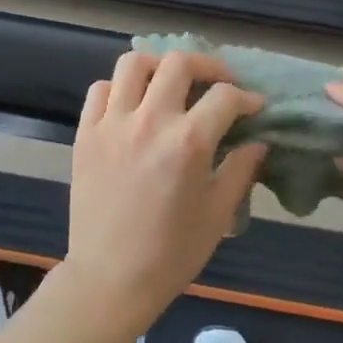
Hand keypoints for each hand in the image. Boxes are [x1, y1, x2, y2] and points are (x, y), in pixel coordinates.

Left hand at [63, 50, 268, 330]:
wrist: (110, 278)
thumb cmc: (171, 253)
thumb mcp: (218, 214)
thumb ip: (240, 170)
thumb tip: (257, 142)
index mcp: (188, 142)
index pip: (225, 97)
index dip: (247, 97)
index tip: (254, 107)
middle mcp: (150, 121)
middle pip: (179, 63)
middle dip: (208, 66)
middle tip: (217, 83)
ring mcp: (112, 124)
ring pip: (134, 64)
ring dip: (159, 66)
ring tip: (170, 84)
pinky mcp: (85, 133)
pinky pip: (100, 90)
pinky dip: (119, 88)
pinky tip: (132, 106)